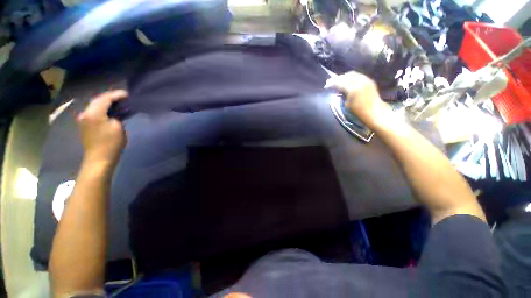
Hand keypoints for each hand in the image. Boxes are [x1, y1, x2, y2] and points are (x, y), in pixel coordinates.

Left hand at [76, 90, 127, 166]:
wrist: (99, 159)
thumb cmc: (111, 143)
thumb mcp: (118, 127)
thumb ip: (117, 116)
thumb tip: (116, 112)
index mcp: (93, 113)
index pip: (105, 98)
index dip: (116, 95)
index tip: (127, 94)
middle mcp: (85, 114)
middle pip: (98, 101)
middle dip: (110, 98)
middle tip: (123, 97)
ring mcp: (83, 120)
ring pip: (95, 106)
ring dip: (106, 103)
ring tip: (117, 103)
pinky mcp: (85, 126)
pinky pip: (94, 112)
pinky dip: (102, 109)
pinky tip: (109, 111)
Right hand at [326, 71, 385, 125]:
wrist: (375, 112)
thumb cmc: (359, 112)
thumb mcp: (346, 105)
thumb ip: (342, 95)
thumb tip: (338, 90)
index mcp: (353, 89)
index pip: (339, 83)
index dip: (332, 84)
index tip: (326, 86)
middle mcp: (360, 81)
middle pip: (345, 76)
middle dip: (337, 79)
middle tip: (330, 81)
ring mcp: (366, 80)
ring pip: (352, 74)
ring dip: (344, 76)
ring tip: (338, 80)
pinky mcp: (370, 80)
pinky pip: (358, 75)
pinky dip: (351, 77)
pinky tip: (348, 80)